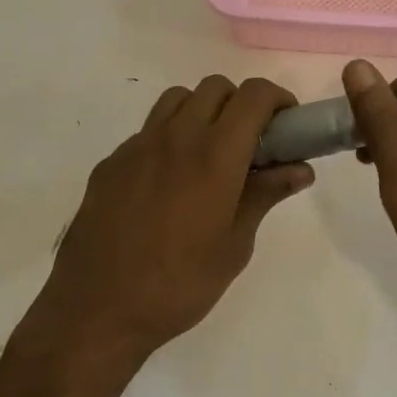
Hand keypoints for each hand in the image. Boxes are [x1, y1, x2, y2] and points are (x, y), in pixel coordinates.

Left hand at [42, 76, 313, 359]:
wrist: (97, 309)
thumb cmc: (179, 285)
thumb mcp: (235, 246)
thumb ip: (265, 196)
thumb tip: (300, 168)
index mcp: (215, 155)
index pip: (254, 95)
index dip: (278, 99)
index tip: (287, 124)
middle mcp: (176, 136)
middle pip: (215, 87)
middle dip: (241, 103)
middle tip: (251, 142)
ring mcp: (137, 146)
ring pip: (178, 100)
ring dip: (202, 111)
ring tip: (209, 154)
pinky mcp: (111, 162)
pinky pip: (147, 131)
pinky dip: (169, 138)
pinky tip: (169, 182)